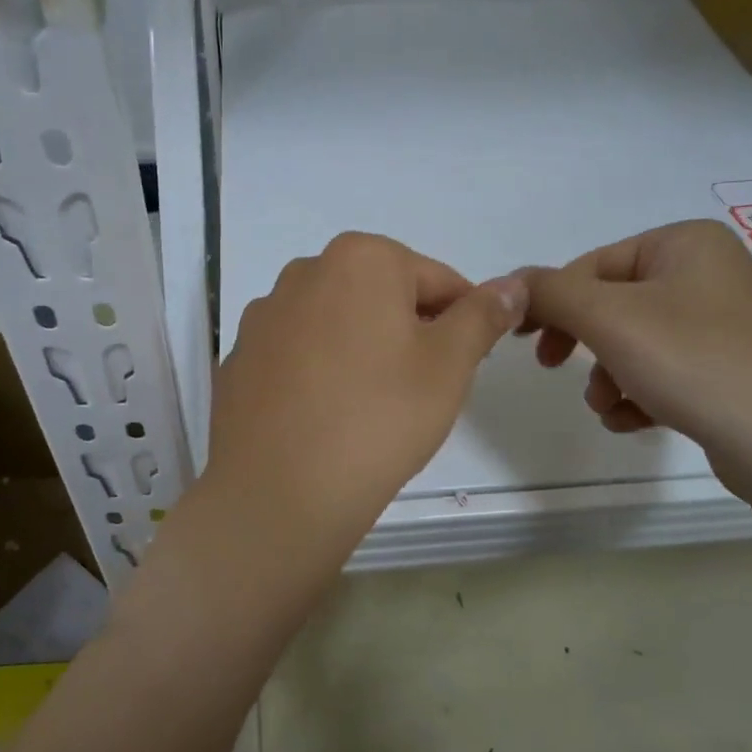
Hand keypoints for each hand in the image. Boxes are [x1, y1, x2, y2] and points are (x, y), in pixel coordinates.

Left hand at [202, 233, 527, 567]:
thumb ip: (482, 316)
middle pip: (380, 296)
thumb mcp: (449, 365)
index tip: (465, 366)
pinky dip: (318, 373)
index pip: (437, 279)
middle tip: (420, 391)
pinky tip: (324, 417)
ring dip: (361, 350)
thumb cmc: (378, 418)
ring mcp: (264, 316)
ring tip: (370, 408)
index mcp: (360, 259)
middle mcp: (304, 272)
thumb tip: (512, 285)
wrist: (278, 492)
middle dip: (408, 333)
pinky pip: (296, 355)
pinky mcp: (239, 358)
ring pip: (336, 324)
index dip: (462, 321)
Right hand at [517, 219, 751, 494]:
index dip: (552, 303)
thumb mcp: (609, 319)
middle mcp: (708, 272)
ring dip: (607, 377)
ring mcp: (724, 321)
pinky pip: (664, 369)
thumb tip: (510, 284)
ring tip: (609, 407)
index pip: (591, 266)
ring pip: (634, 342)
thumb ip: (550, 293)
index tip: (523, 343)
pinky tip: (635, 421)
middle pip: (612, 305)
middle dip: (583, 344)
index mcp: (684, 243)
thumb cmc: (695, 362)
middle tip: (552, 368)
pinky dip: (639, 393)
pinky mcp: (731, 366)